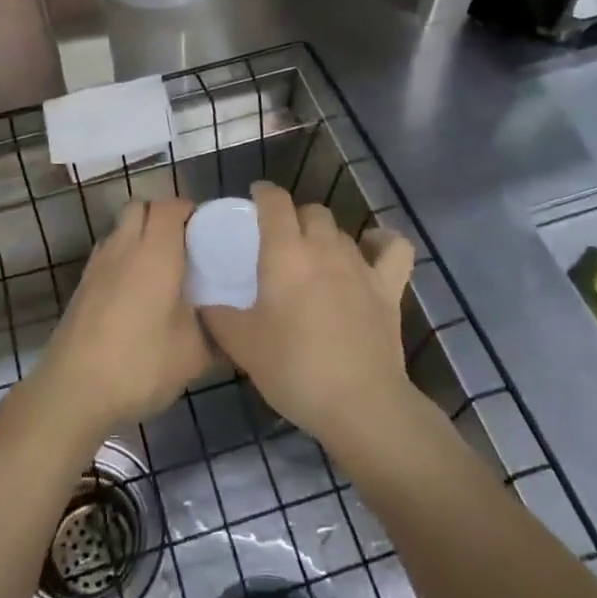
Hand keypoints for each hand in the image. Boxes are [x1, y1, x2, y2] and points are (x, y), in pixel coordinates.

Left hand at [32, 198, 210, 437]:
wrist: (73, 391)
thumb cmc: (140, 364)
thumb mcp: (194, 356)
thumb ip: (218, 334)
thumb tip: (235, 329)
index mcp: (155, 252)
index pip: (171, 206)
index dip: (191, 211)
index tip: (209, 232)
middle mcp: (124, 247)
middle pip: (141, 207)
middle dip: (163, 216)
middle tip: (187, 246)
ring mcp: (97, 264)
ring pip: (121, 228)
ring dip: (141, 235)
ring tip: (163, 270)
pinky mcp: (82, 285)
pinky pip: (108, 253)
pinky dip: (124, 258)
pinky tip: (137, 293)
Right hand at [200, 182, 418, 456]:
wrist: (360, 405)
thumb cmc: (294, 368)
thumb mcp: (242, 346)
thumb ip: (217, 318)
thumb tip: (202, 303)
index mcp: (285, 253)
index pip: (275, 202)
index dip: (264, 192)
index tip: (254, 197)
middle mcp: (324, 247)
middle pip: (311, 211)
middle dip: (294, 216)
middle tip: (279, 241)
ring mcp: (361, 265)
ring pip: (341, 230)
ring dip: (325, 235)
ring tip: (313, 257)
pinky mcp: (389, 287)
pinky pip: (394, 248)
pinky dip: (383, 242)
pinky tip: (372, 248)